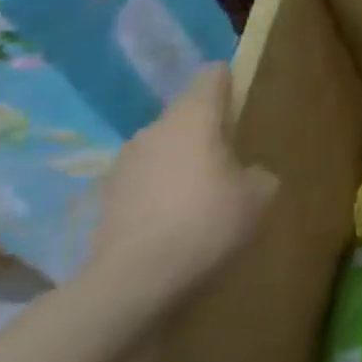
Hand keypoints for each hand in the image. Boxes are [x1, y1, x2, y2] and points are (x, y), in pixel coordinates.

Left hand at [84, 67, 277, 302]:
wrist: (129, 287)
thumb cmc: (204, 224)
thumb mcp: (258, 197)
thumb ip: (259, 173)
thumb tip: (246, 175)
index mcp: (194, 114)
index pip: (213, 74)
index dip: (231, 87)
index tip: (243, 114)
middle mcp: (155, 127)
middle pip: (187, 113)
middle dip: (206, 133)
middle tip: (228, 166)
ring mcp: (124, 163)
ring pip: (162, 148)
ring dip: (179, 164)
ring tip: (196, 203)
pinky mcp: (103, 200)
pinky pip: (142, 182)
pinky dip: (156, 195)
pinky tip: (169, 228)